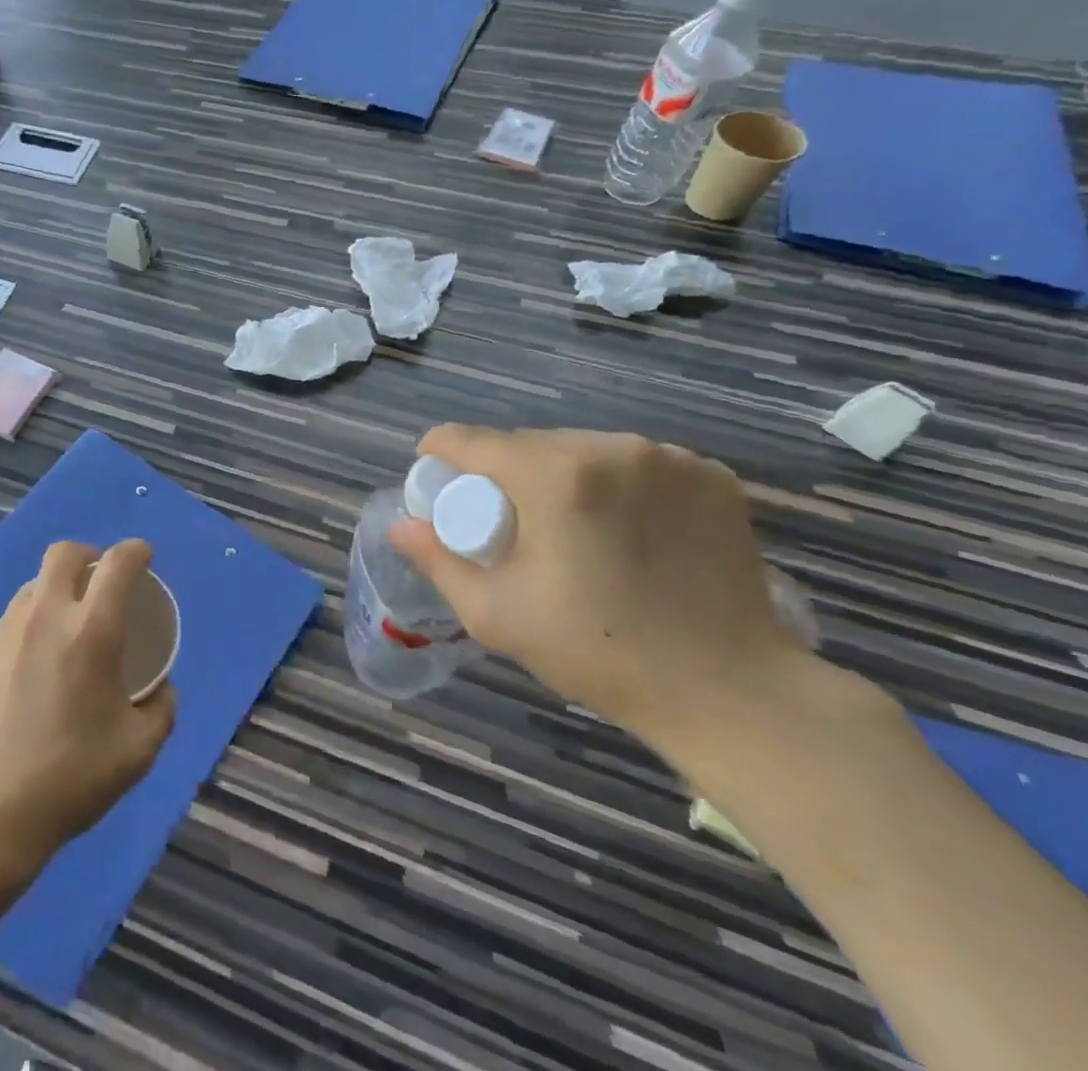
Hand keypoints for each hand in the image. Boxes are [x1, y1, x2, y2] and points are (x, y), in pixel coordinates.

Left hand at [0, 539, 176, 881]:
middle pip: (64, 553)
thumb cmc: (73, 776)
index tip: (143, 557)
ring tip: (63, 630)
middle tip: (98, 581)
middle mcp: (46, 616)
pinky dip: (27, 632)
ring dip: (54, 593)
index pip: (118, 563)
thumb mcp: (139, 750)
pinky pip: (8, 626)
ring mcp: (4, 632)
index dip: (136, 551)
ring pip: (32, 587)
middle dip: (88, 555)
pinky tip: (28, 673)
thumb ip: (161, 709)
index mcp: (92, 631)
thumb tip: (162, 688)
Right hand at [389, 426, 809, 749]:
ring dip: (560, 474)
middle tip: (507, 523)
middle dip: (504, 473)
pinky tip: (625, 526)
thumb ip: (438, 560)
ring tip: (569, 528)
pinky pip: (635, 462)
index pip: (470, 439)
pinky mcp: (711, 475)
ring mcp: (668, 458)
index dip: (440, 454)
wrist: (733, 693)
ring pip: (581, 448)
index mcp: (554, 476)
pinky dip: (615, 482)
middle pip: (527, 443)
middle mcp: (609, 448)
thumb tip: (401, 524)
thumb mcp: (496, 614)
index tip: (437, 483)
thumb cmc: (600, 652)